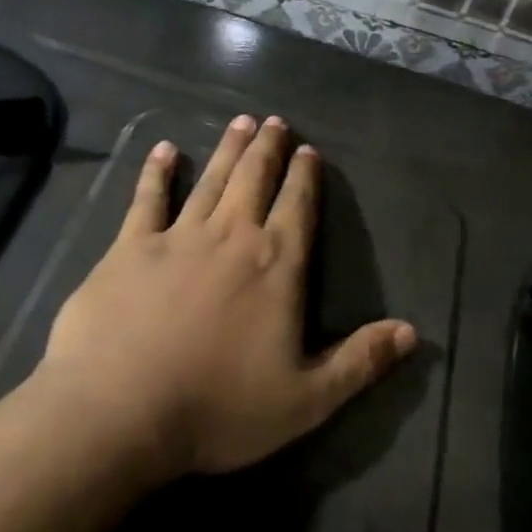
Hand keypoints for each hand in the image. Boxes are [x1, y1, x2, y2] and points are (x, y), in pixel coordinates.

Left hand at [37, 115, 417, 480]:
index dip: (305, 176)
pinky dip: (157, 172)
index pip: (298, 207)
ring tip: (239, 121)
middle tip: (274, 121)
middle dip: (268, 148)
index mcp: (275, 266)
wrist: (121, 410)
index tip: (309, 149)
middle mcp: (231, 236)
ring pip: (211, 179)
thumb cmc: (219, 408)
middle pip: (255, 179)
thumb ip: (360, 362)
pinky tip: (164, 150)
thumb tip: (411, 331)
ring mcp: (178, 236)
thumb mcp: (306, 400)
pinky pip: (147, 198)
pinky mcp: (130, 246)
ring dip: (227, 149)